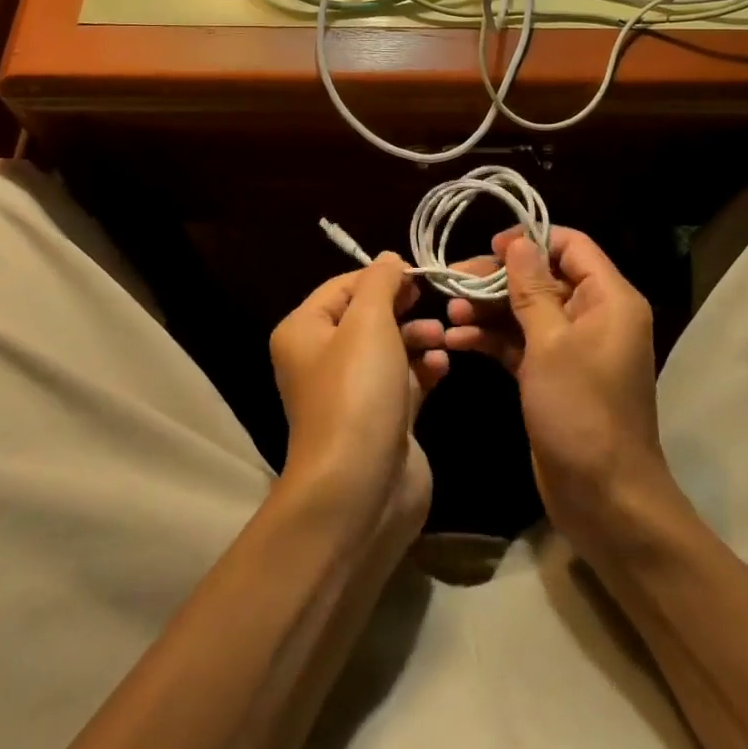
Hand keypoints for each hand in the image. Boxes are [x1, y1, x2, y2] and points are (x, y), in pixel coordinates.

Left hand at [269, 253, 446, 538]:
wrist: (361, 490)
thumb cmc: (357, 391)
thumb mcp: (368, 321)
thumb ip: (380, 282)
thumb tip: (389, 258)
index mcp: (304, 331)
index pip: (343, 286)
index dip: (380, 277)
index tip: (418, 274)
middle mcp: (322, 358)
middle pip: (368, 316)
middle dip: (403, 307)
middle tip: (433, 300)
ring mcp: (353, 392)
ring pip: (390, 348)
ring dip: (418, 337)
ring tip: (441, 338)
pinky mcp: (382, 420)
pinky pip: (405, 381)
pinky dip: (424, 369)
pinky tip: (442, 367)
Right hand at [439, 226, 672, 546]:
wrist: (605, 502)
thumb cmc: (582, 413)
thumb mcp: (551, 344)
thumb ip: (532, 288)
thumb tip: (518, 241)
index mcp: (609, 299)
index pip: (571, 246)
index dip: (531, 240)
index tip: (490, 247)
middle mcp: (594, 315)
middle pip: (542, 277)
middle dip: (497, 278)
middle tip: (453, 281)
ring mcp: (572, 347)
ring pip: (526, 309)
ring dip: (488, 308)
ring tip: (449, 314)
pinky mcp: (552, 374)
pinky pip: (520, 341)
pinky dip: (492, 338)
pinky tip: (457, 341)